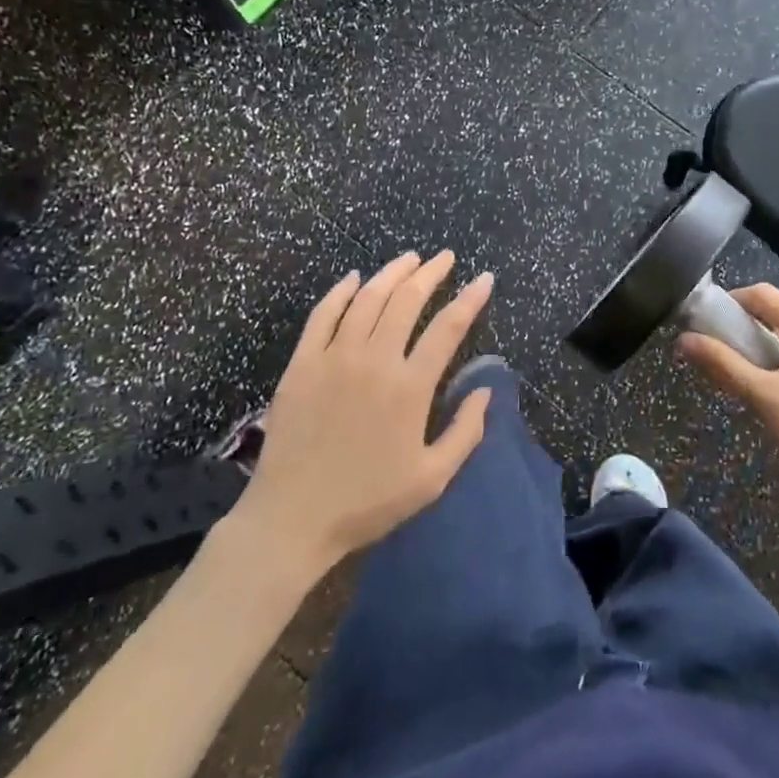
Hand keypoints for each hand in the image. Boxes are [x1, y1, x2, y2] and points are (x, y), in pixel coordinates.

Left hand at [230, 251, 493, 577]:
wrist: (291, 519)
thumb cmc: (367, 502)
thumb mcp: (432, 479)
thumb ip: (466, 432)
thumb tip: (486, 390)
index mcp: (409, 387)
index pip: (448, 328)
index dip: (470, 299)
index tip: (484, 278)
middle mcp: (374, 361)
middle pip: (407, 301)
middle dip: (431, 273)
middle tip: (445, 258)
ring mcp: (333, 359)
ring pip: (367, 299)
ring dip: (391, 274)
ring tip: (410, 259)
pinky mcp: (301, 365)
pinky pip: (322, 316)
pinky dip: (340, 292)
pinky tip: (353, 278)